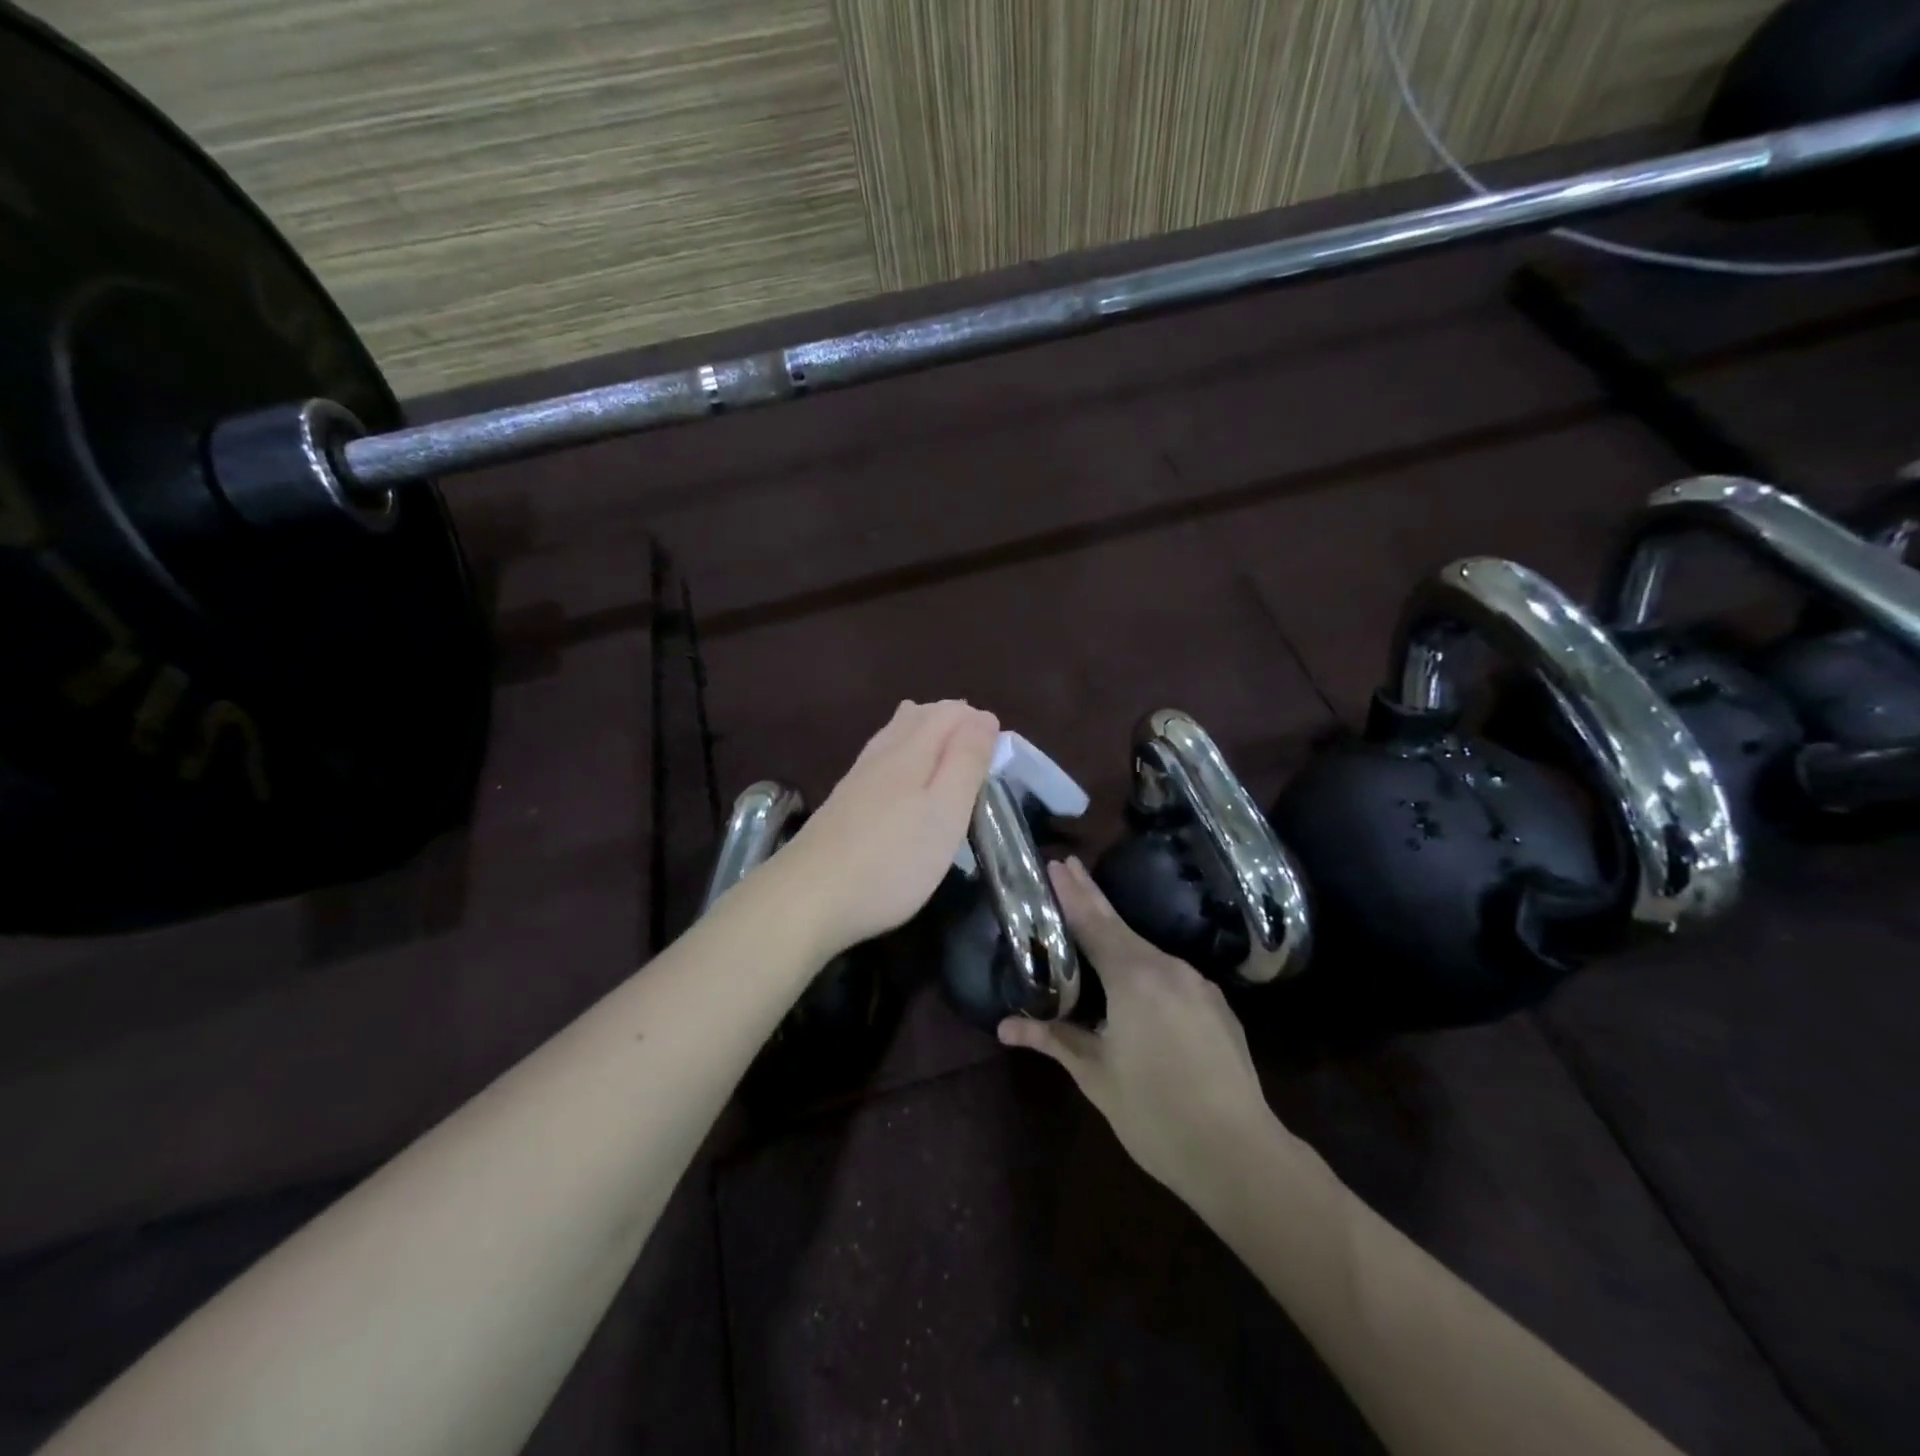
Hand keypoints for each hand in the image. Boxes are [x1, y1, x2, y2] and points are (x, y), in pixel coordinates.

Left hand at [775, 700, 998, 956]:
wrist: (808, 898)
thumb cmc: (892, 859)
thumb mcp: (945, 812)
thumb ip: (966, 762)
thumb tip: (983, 716)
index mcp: (911, 751)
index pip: (948, 713)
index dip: (976, 721)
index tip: (999, 749)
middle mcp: (881, 755)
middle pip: (917, 717)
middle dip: (950, 721)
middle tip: (977, 747)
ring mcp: (856, 779)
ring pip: (893, 736)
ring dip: (923, 734)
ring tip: (944, 749)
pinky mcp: (842, 804)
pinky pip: (878, 760)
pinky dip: (901, 756)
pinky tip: (899, 778)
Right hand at [998, 858, 1306, 1207]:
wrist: (1240, 1154)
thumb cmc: (1155, 1114)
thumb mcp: (1096, 1076)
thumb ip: (1053, 1039)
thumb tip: (1005, 1027)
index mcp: (1134, 977)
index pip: (1093, 922)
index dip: (1071, 893)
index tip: (1056, 862)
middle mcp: (1168, 968)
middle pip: (1121, 927)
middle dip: (1092, 898)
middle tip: (1069, 867)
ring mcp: (1198, 986)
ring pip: (1147, 952)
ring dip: (1118, 938)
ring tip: (1092, 932)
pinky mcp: (1217, 1007)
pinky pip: (1170, 975)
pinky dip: (1144, 967)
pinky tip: (1135, 986)